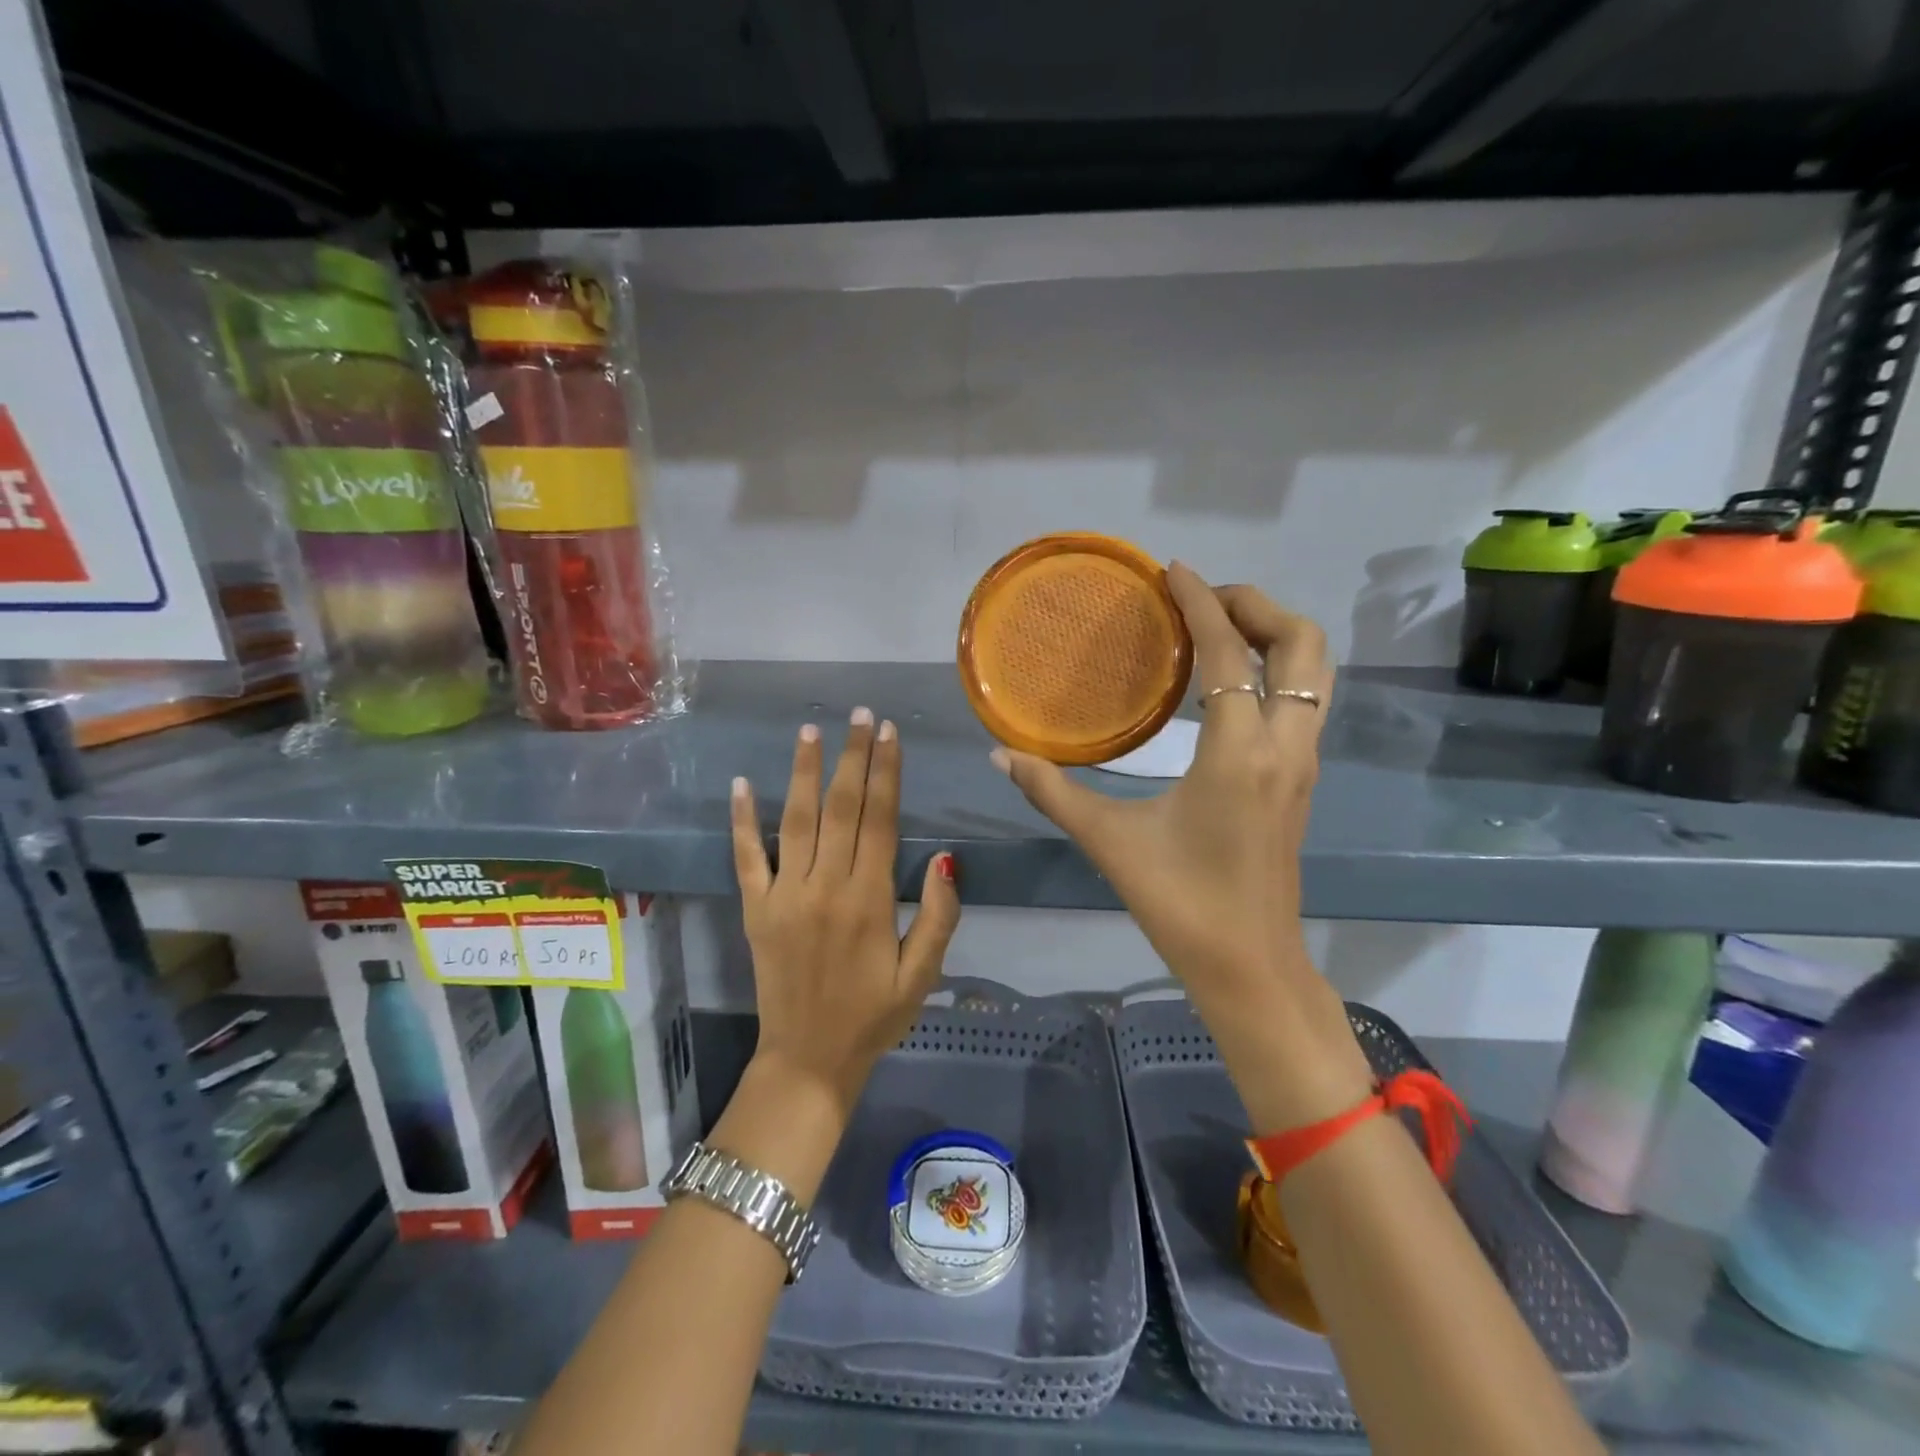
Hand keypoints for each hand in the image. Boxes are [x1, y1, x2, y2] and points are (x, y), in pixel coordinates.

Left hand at [731, 708, 961, 1117]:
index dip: (886, 771)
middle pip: (842, 807)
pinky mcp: (756, 909)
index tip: (888, 733)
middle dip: (852, 757)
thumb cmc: (873, 1017)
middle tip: (858, 715)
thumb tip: (947, 857)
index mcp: (870, 899)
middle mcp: (826, 886)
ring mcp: (785, 895)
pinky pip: (747, 857)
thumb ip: (940, 915)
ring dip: (803, 772)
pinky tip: (741, 784)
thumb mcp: (922, 975)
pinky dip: (742, 820)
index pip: (881, 819)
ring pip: (796, 820)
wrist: (808, 1060)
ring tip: (810, 731)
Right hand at [992, 564, 1370, 1127]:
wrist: (1249, 966)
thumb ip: (1052, 791)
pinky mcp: (1302, 780)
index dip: (1202, 602)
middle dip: (1257, 605)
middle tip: (1203, 601)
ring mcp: (1302, 763)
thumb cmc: (1179, 903)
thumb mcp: (1109, 841)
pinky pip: (1305, 700)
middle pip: (1302, 644)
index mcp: (1238, 752)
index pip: (1228, 652)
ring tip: (1219, 630)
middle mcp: (1284, 745)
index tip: (1173, 571)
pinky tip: (1228, 685)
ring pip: (1315, 672)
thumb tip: (1001, 755)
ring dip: (1275, 635)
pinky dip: (1277, 670)